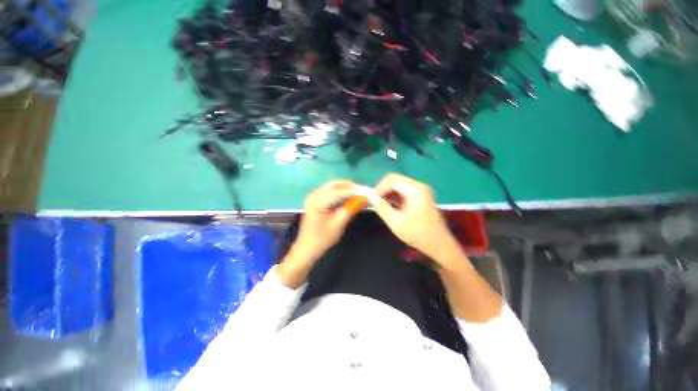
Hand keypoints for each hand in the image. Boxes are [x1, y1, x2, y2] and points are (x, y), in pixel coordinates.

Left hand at [277, 180, 358, 287]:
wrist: (307, 248)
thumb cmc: (322, 239)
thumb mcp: (338, 224)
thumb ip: (350, 209)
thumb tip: (363, 198)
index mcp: (317, 201)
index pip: (339, 192)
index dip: (354, 191)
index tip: (368, 191)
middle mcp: (314, 194)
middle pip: (335, 184)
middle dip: (350, 187)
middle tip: (363, 192)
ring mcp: (313, 196)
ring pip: (333, 186)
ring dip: (346, 189)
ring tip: (359, 194)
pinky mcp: (316, 199)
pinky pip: (330, 191)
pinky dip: (341, 193)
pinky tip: (349, 197)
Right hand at [366, 173, 459, 265]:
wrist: (439, 245)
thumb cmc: (418, 234)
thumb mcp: (396, 222)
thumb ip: (381, 208)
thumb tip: (370, 196)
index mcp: (415, 189)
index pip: (391, 179)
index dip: (379, 188)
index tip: (372, 201)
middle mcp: (418, 186)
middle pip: (394, 180)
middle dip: (383, 191)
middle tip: (376, 204)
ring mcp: (420, 191)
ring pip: (397, 186)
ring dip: (388, 195)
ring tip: (383, 208)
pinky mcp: (419, 196)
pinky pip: (402, 192)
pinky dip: (394, 198)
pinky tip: (391, 208)